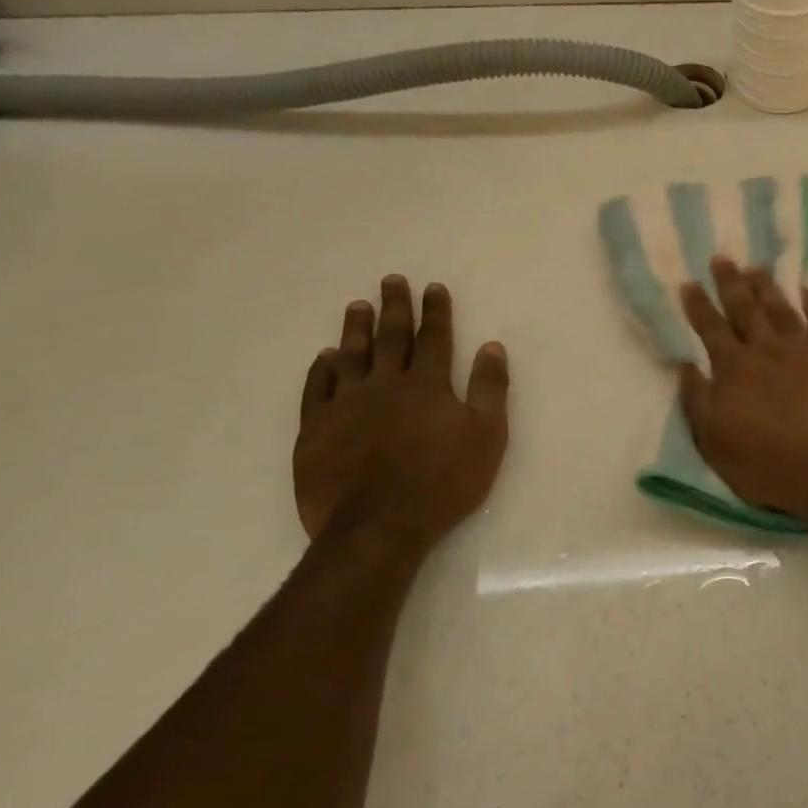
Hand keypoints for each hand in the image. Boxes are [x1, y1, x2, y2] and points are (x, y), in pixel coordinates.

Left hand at [293, 275, 509, 553]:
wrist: (378, 526)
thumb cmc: (443, 482)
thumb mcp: (487, 436)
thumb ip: (490, 389)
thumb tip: (492, 346)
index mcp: (427, 385)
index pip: (434, 338)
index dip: (436, 311)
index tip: (433, 287)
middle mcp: (384, 385)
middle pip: (391, 338)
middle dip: (395, 307)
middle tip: (390, 280)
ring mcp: (345, 406)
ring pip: (350, 357)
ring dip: (356, 330)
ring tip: (357, 307)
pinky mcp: (315, 430)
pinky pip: (315, 390)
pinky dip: (321, 370)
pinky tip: (324, 358)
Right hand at [678, 258, 807, 519]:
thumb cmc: (767, 465)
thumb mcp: (714, 442)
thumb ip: (697, 401)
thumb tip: (685, 365)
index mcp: (734, 370)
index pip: (711, 329)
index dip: (698, 306)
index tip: (689, 283)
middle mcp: (767, 351)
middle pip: (745, 309)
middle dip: (731, 283)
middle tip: (722, 258)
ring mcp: (806, 351)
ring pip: (782, 310)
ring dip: (767, 288)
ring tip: (757, 268)